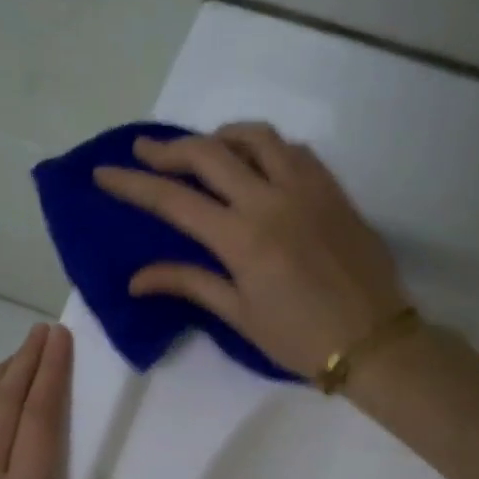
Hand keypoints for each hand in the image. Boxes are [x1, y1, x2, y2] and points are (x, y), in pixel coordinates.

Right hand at [92, 122, 407, 376]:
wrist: (375, 341)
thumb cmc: (300, 339)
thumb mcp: (240, 316)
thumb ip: (189, 284)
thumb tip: (137, 279)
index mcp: (242, 238)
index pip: (174, 200)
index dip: (133, 184)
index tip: (104, 173)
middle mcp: (271, 200)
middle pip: (209, 154)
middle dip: (169, 149)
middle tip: (145, 152)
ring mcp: (307, 188)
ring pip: (256, 138)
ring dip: (220, 137)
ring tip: (202, 151)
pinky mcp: (332, 189)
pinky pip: (293, 150)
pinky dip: (264, 147)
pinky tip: (255, 163)